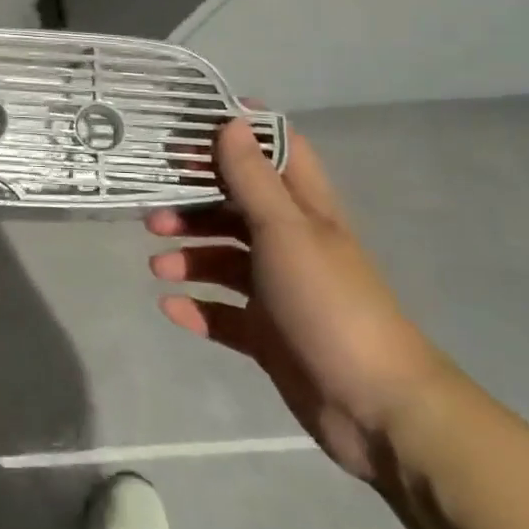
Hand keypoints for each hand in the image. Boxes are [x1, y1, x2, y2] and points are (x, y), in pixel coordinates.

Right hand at [147, 120, 456, 481]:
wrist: (376, 406)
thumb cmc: (329, 303)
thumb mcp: (285, 231)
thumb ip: (253, 179)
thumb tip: (232, 121)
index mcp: (305, 213)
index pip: (275, 155)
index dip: (238, 136)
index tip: (188, 131)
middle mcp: (291, 245)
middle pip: (235, 210)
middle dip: (193, 207)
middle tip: (152, 214)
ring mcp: (279, 292)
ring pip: (224, 261)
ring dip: (189, 258)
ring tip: (158, 269)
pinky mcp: (268, 334)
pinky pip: (222, 313)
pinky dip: (196, 307)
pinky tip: (171, 307)